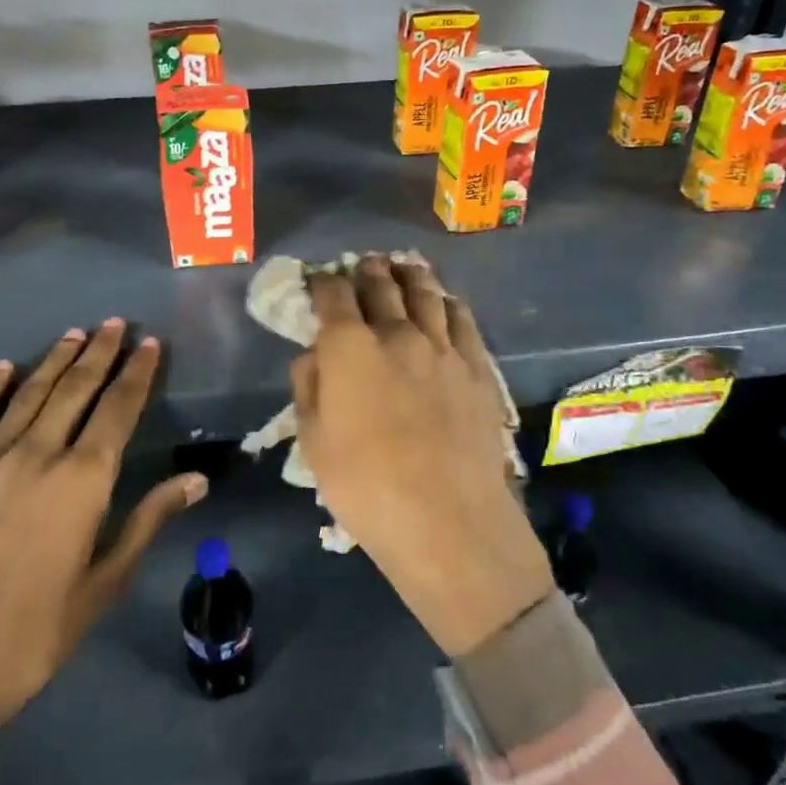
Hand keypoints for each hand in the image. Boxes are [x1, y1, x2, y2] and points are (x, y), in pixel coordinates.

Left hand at [0, 320, 205, 753]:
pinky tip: (4, 367)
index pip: (118, 411)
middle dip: (100, 353)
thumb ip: (146, 523)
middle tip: (116, 323)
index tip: (150, 345)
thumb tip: (196, 479)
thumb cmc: (23, 643)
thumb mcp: (98, 590)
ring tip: (76, 334)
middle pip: (75, 390)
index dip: (137, 374)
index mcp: (81, 484)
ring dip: (55, 359)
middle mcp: (36, 456)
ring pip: (28, 394)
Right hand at [292, 256, 551, 657]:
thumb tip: (314, 354)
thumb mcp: (313, 442)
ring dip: (409, 276)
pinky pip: (462, 319)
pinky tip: (444, 302)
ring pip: (425, 293)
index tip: (319, 280)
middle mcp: (396, 333)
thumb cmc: (365, 486)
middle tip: (362, 265)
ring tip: (402, 268)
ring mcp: (442, 346)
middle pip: (380, 286)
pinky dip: (447, 302)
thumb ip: (309, 387)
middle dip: (366, 271)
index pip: (333, 295)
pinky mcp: (476, 366)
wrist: (447, 519)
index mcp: (349, 347)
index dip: (323, 282)